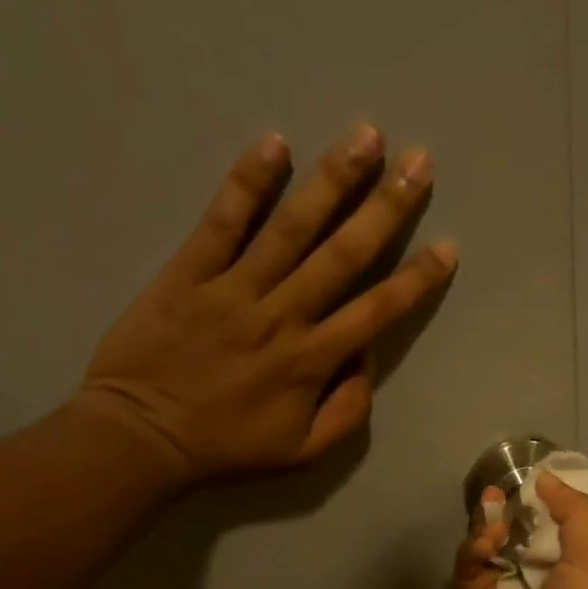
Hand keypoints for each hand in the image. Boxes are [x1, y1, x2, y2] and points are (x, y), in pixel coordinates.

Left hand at [74, 124, 456, 488]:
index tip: (447, 247)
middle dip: (386, 207)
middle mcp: (282, 315)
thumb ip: (347, 412)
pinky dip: (247, 182)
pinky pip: (222, 221)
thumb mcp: (302, 452)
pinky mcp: (189, 272)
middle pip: (343, 254)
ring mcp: (234, 288)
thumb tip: (366, 360)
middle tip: (419, 162)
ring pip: (291, 227)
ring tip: (365, 136)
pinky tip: (274, 144)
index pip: (377, 311)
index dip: (416, 279)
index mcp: (312, 361)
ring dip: (332, 180)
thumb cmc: (226, 448)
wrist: (140, 438)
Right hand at [455, 471, 587, 588]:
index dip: (534, 504)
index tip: (524, 482)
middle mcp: (533, 577)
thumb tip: (545, 479)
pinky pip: (468, 568)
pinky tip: (488, 542)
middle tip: (495, 491)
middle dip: (503, 511)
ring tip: (494, 517)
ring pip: (485, 547)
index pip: (545, 527)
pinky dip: (474, 549)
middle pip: (510, 534)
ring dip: (487, 526)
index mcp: (567, 567)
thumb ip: (573, 512)